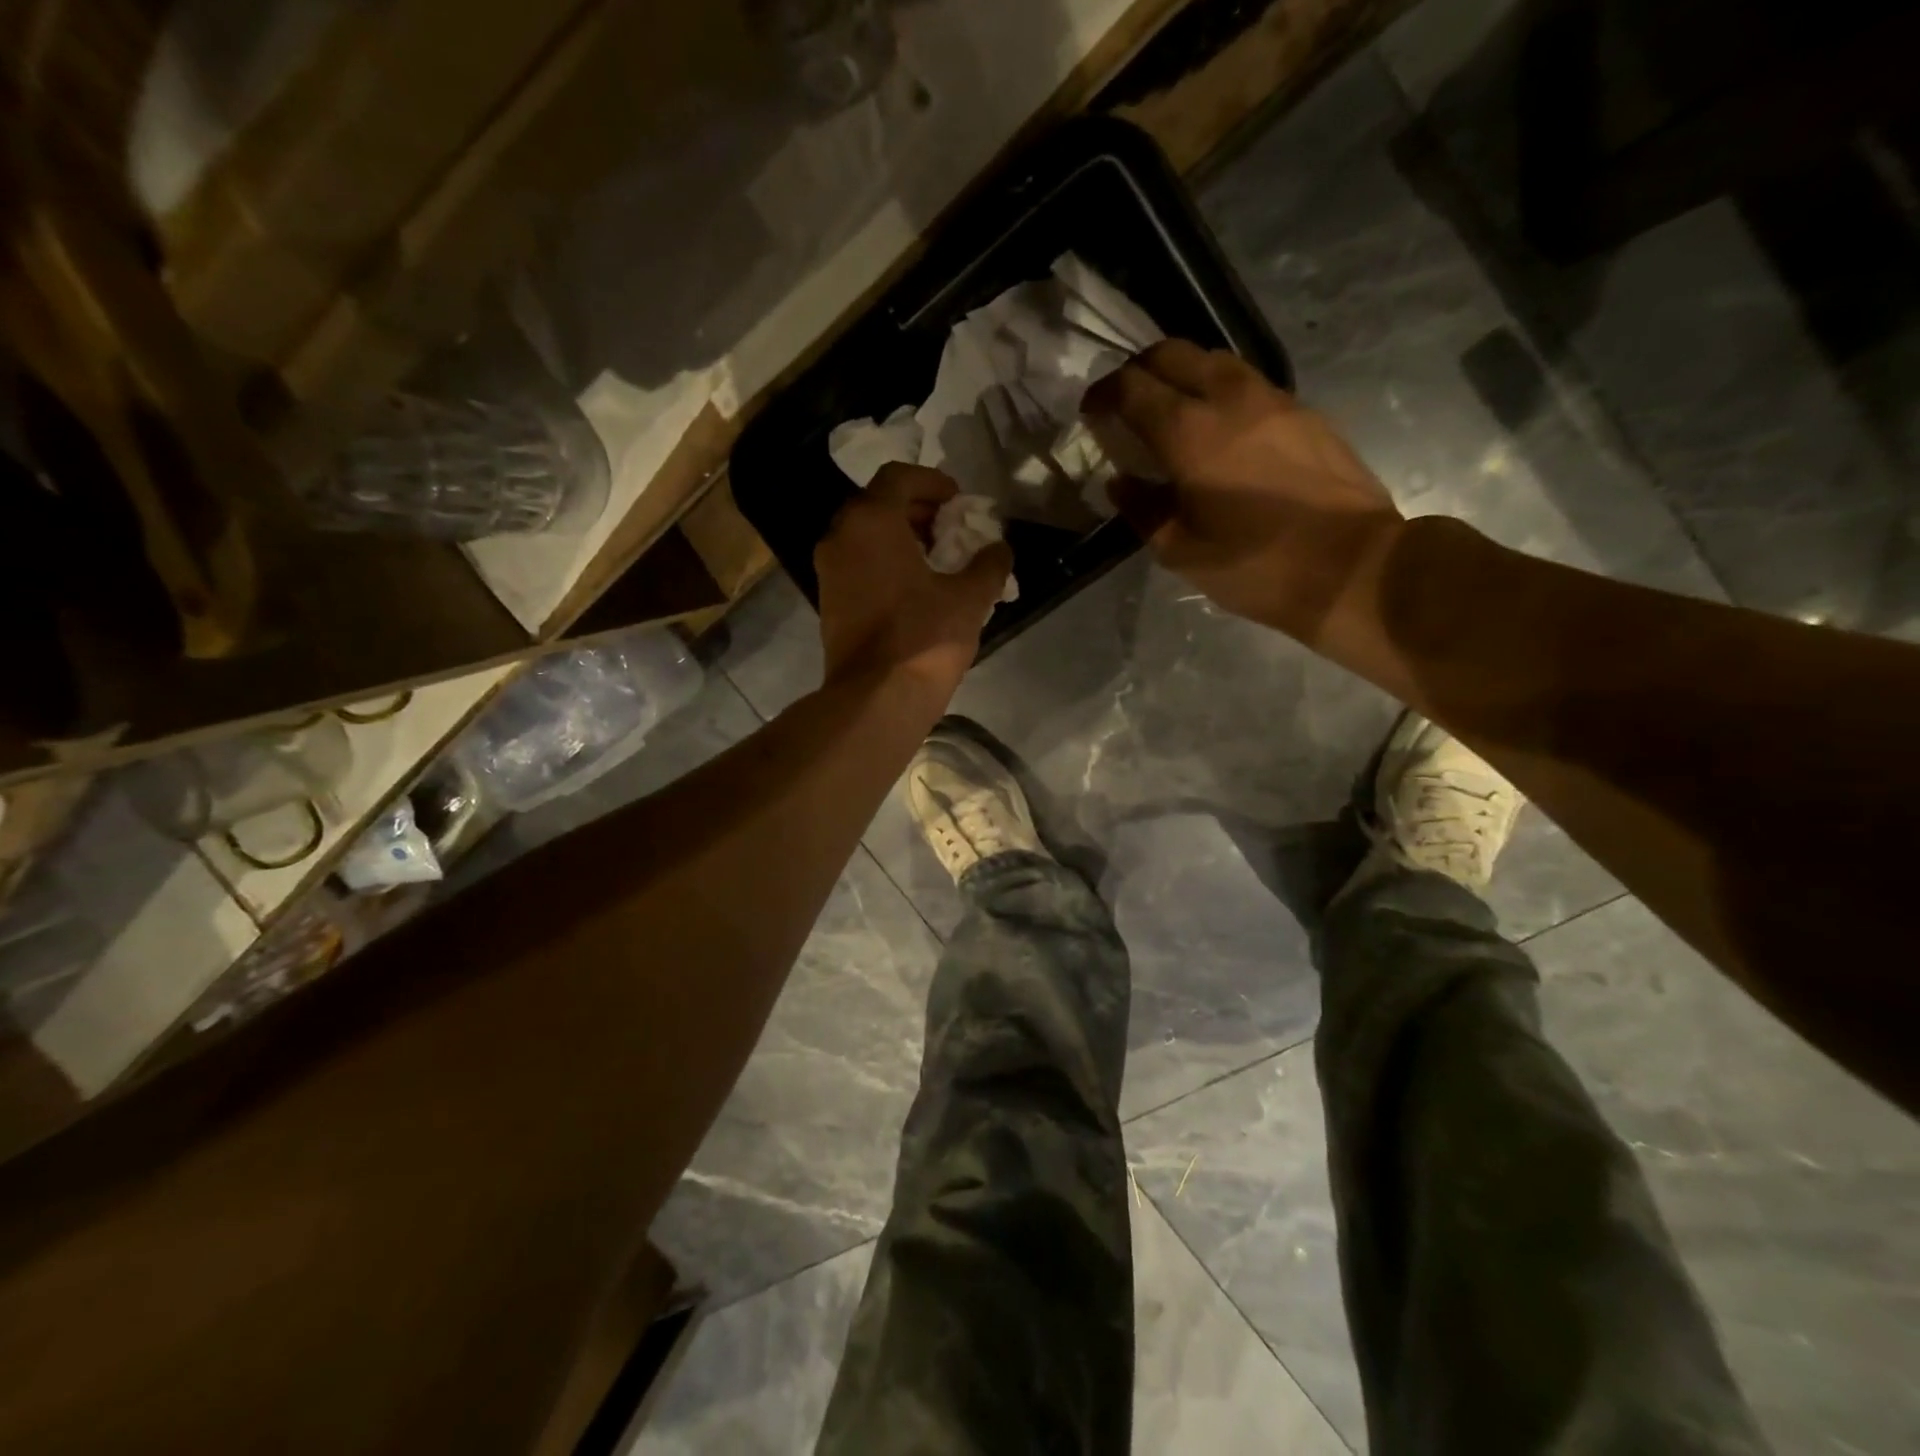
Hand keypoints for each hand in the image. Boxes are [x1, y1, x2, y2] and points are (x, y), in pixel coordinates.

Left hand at [815, 464, 1012, 695]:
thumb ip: (989, 564)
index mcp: (871, 521)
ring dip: (899, 536)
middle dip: (916, 509)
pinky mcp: (828, 600)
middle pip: (878, 503)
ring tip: (935, 558)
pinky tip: (913, 586)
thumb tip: (999, 549)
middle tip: (949, 527)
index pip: (899, 477)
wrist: (876, 697)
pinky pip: (857, 562)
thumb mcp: (970, 597)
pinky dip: (883, 560)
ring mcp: (829, 569)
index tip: (957, 500)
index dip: (933, 481)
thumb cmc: (924, 637)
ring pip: (864, 534)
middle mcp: (841, 536)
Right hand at [1084, 341, 1403, 650]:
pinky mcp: (1303, 411)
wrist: (1352, 566)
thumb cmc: (1255, 566)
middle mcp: (1229, 397)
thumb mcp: (1180, 550)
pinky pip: (1246, 382)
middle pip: (1172, 353)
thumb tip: (1121, 481)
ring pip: (1213, 360)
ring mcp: (1272, 398)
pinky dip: (1217, 390)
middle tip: (1125, 402)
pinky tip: (1216, 427)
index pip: (1132, 387)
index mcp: (1189, 432)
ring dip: (1180, 374)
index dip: (1103, 394)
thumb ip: (1142, 508)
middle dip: (1138, 370)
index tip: (1091, 412)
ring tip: (1169, 410)